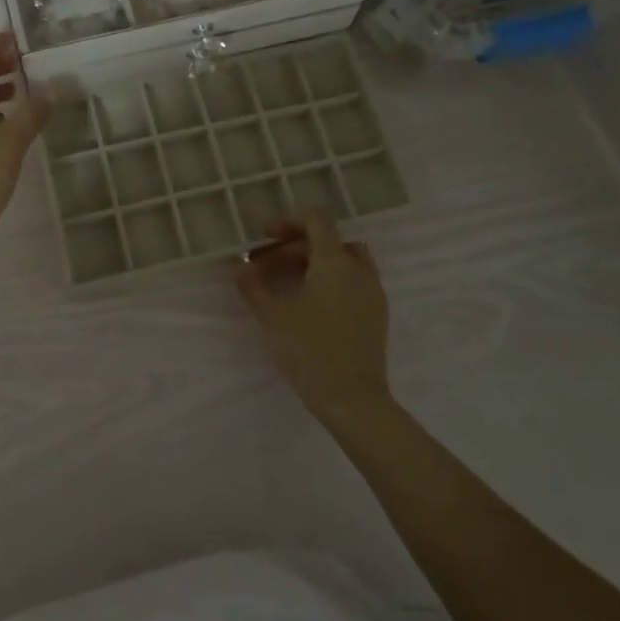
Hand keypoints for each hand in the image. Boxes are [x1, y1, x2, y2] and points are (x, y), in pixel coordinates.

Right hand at [237, 210, 391, 423]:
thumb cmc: (310, 351)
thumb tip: (242, 269)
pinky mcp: (377, 313)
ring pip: (344, 260)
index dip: (288, 221)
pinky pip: (353, 281)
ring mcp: (372, 292)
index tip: (265, 236)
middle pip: (327, 240)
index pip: (316, 220)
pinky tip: (309, 304)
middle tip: (266, 267)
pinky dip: (331, 279)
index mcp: (335, 262)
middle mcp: (359, 269)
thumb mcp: (272, 317)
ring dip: (315, 262)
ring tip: (287, 282)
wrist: (353, 400)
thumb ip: (254, 287)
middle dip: (294, 247)